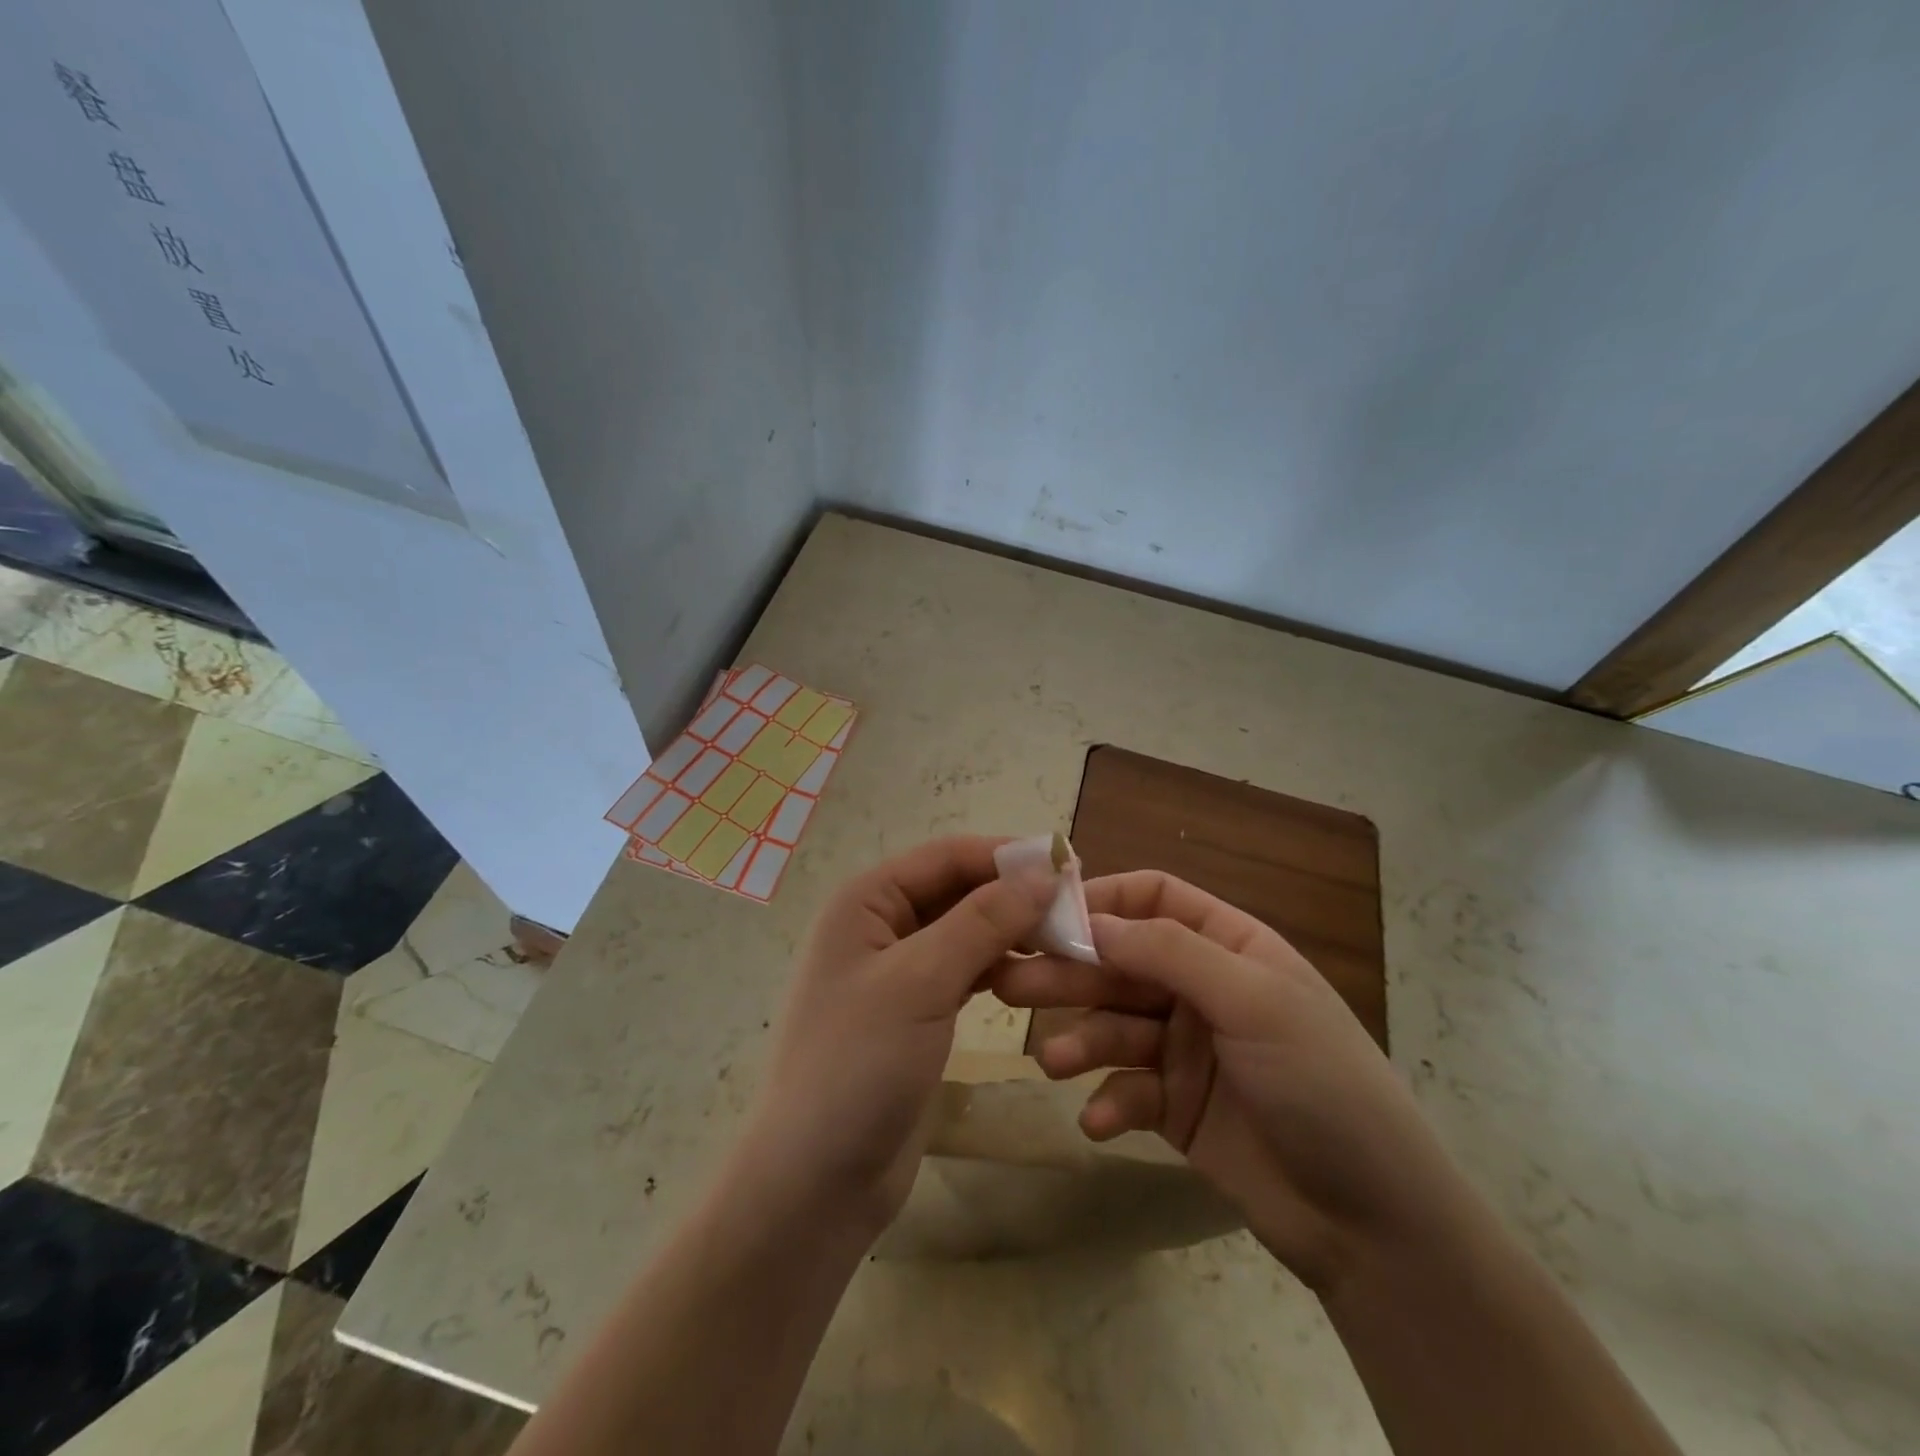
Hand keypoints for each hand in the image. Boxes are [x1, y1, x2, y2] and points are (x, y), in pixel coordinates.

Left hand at [736, 836, 1057, 1236]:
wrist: (816, 1182)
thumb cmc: (858, 1065)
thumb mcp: (921, 981)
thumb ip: (982, 921)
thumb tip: (1042, 871)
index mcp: (867, 900)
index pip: (947, 855)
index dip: (1008, 856)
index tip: (1072, 866)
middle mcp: (880, 924)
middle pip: (958, 889)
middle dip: (1013, 894)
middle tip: (1079, 909)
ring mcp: (898, 970)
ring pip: (965, 929)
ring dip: (1011, 930)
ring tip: (1067, 940)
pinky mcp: (916, 1010)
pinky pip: (964, 969)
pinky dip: (999, 965)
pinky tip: (1035, 973)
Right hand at [993, 870, 1457, 1291]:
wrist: (1374, 1224)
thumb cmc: (1321, 1084)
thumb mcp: (1253, 1002)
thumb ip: (1171, 953)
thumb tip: (1092, 921)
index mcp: (1229, 947)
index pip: (1154, 899)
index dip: (1102, 900)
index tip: (1046, 916)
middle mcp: (1202, 989)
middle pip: (1121, 963)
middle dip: (1071, 973)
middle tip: (1012, 985)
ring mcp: (1186, 1050)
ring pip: (1114, 1026)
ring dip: (1082, 1040)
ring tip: (1054, 1062)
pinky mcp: (1175, 1108)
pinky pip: (1127, 1090)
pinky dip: (1109, 1101)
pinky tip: (1100, 1121)